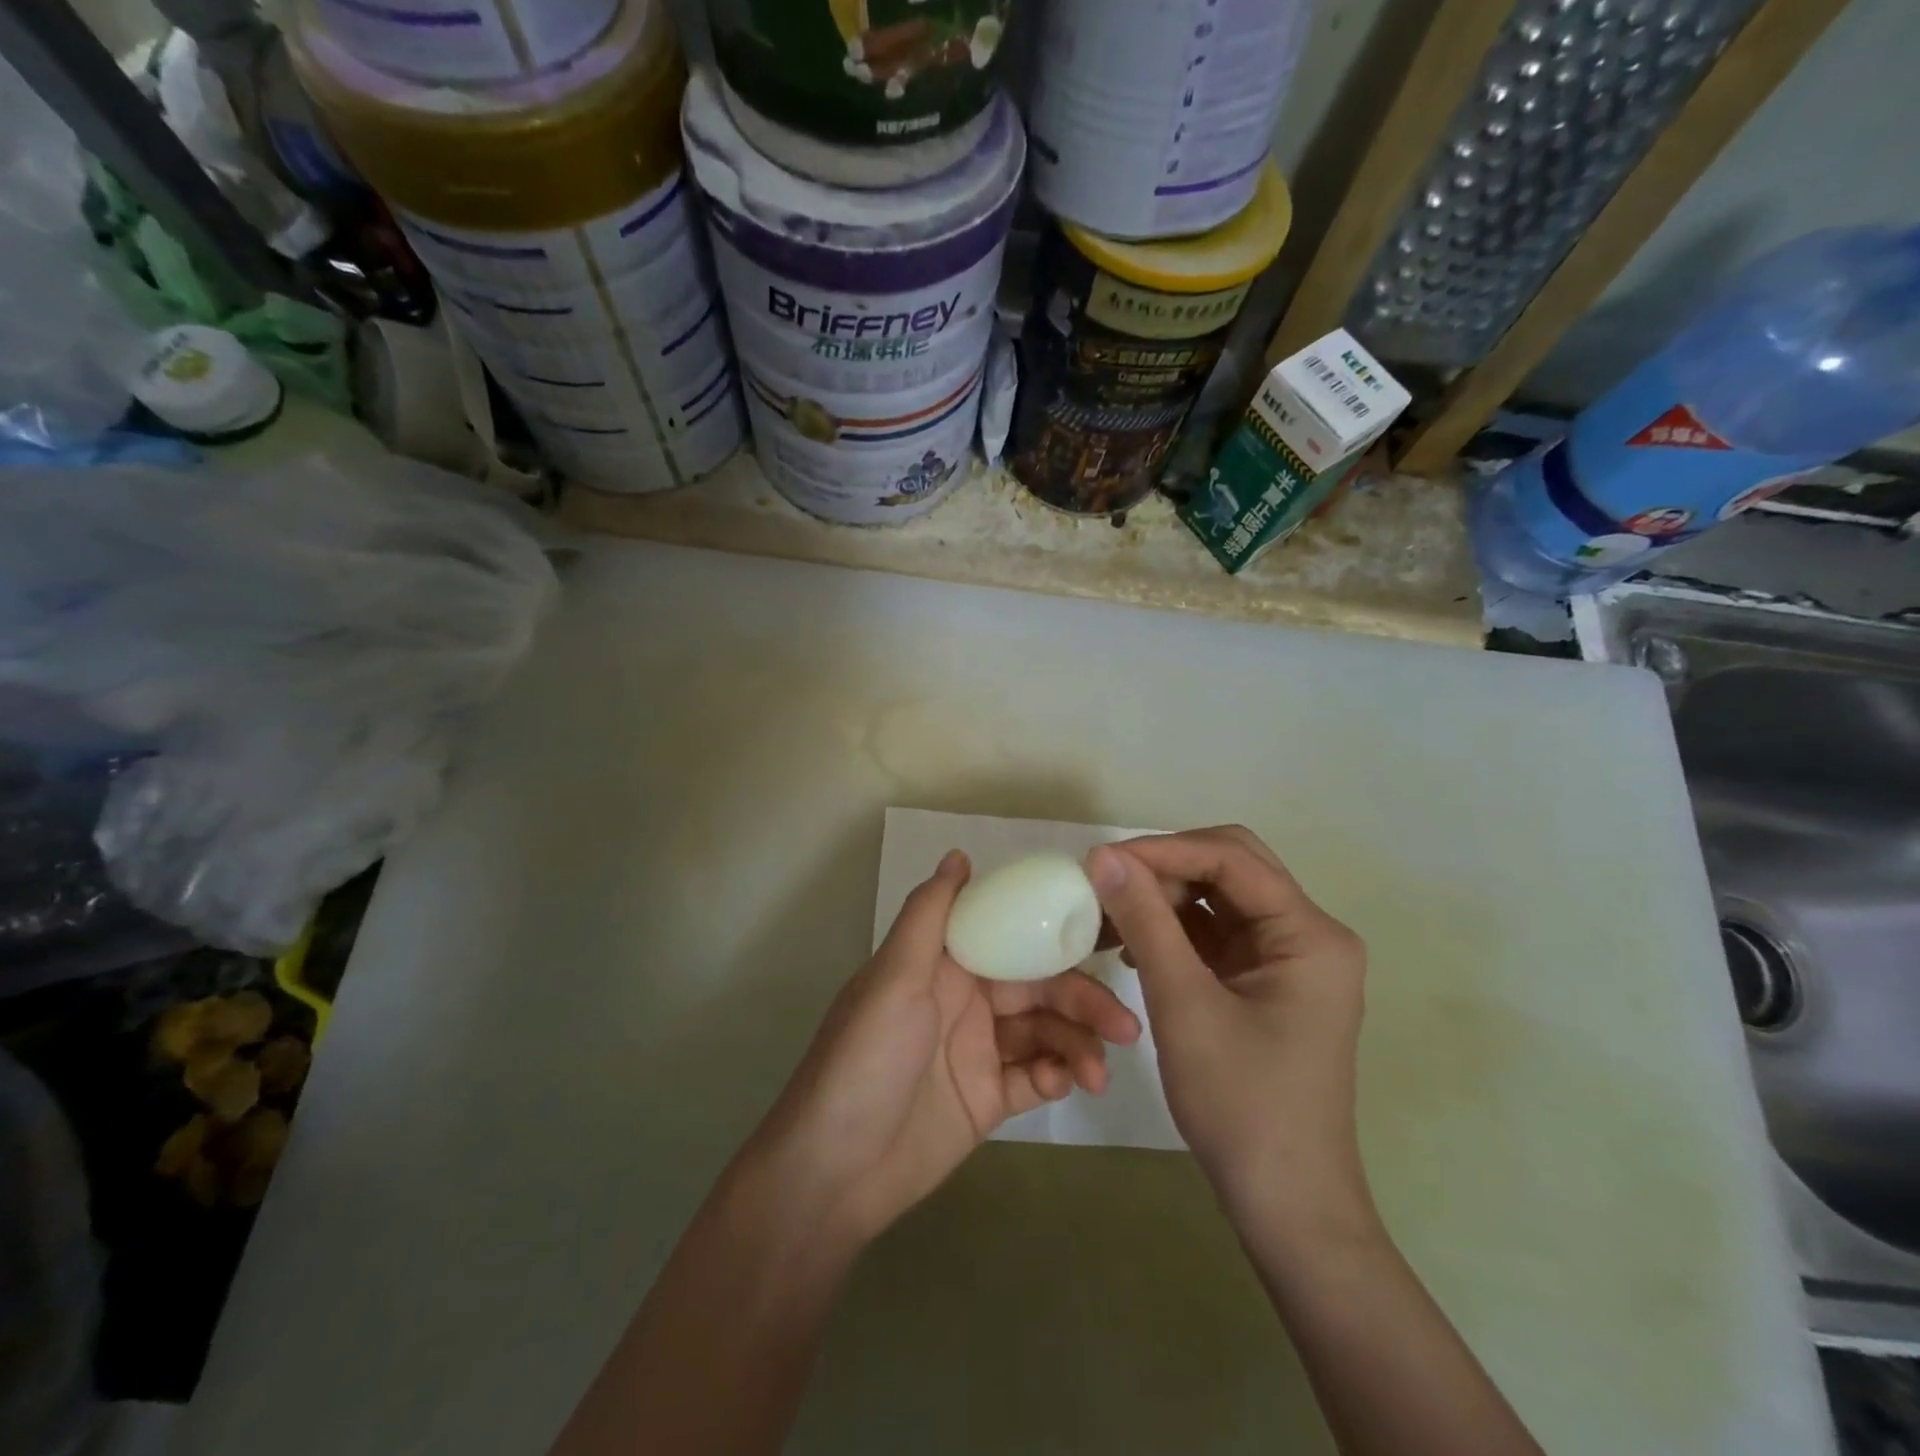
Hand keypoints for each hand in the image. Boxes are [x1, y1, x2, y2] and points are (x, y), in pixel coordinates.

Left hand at [749, 850, 1140, 1246]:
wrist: (834, 1171)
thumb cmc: (865, 1060)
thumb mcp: (893, 978)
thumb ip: (929, 916)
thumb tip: (960, 854)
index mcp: (944, 963)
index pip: (1011, 935)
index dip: (1056, 934)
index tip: (1108, 936)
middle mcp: (966, 999)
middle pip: (1039, 986)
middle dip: (1082, 999)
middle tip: (1124, 1024)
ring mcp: (979, 1050)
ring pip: (1045, 1031)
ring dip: (1078, 1044)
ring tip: (1100, 1072)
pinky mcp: (988, 1097)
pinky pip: (1035, 1076)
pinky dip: (1057, 1075)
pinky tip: (1067, 1084)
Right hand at [1085, 826, 1371, 1233]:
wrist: (1285, 1205)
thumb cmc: (1242, 1105)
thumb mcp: (1184, 1005)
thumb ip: (1146, 921)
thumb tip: (1103, 854)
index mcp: (1310, 934)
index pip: (1232, 859)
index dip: (1164, 850)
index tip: (1100, 860)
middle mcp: (1307, 934)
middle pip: (1231, 868)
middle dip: (1165, 868)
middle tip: (1106, 883)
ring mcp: (1286, 959)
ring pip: (1218, 898)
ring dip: (1164, 898)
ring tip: (1108, 913)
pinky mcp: (1263, 982)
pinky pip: (1214, 934)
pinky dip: (1172, 930)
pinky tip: (1131, 946)